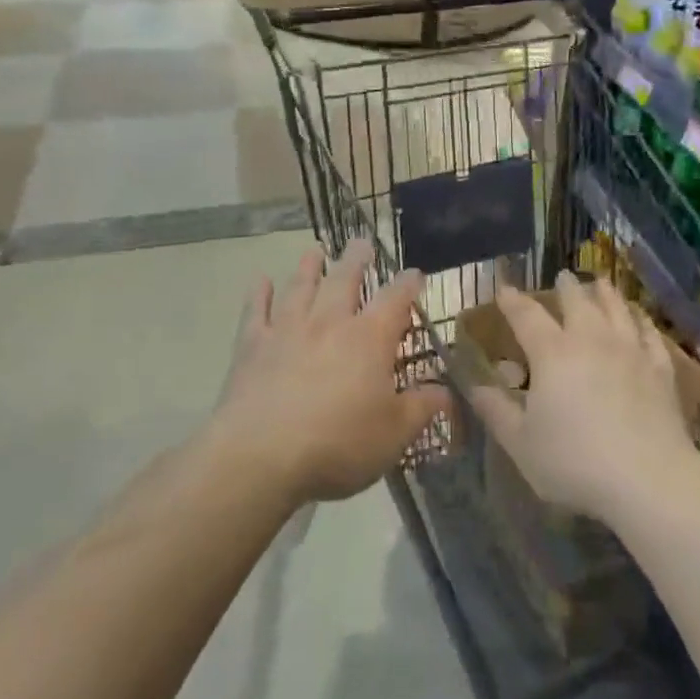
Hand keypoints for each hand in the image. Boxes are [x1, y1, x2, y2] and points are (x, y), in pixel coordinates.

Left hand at [210, 239, 448, 506]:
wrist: (261, 456)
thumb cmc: (338, 444)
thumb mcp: (394, 434)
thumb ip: (422, 408)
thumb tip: (448, 392)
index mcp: (369, 338)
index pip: (395, 299)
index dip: (408, 284)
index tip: (415, 274)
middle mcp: (330, 322)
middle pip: (345, 280)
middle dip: (356, 260)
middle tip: (361, 242)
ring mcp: (287, 330)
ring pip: (301, 288)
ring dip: (308, 268)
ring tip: (314, 252)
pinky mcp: (252, 347)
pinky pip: (256, 312)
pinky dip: (259, 294)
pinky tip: (260, 280)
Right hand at [469, 272, 699, 525]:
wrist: (648, 479)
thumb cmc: (575, 462)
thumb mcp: (521, 444)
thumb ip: (496, 410)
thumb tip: (473, 385)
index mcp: (552, 353)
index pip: (527, 316)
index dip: (512, 301)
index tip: (504, 289)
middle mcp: (591, 339)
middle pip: (577, 301)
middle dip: (566, 287)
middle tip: (562, 277)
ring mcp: (630, 350)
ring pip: (616, 308)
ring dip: (605, 293)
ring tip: (600, 283)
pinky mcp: (660, 368)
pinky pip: (649, 333)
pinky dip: (641, 320)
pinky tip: (640, 317)